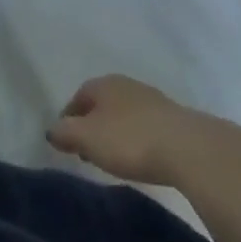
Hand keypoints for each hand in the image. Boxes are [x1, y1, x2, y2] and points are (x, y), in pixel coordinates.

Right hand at [46, 74, 212, 185]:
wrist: (188, 147)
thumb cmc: (130, 139)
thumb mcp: (88, 138)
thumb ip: (65, 132)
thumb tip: (51, 130)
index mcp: (104, 84)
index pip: (78, 97)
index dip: (69, 119)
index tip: (66, 142)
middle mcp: (126, 84)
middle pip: (101, 104)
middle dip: (92, 125)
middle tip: (87, 152)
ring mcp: (152, 99)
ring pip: (124, 114)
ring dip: (115, 132)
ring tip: (113, 157)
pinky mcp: (173, 119)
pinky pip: (144, 126)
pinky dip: (136, 138)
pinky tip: (140, 156)